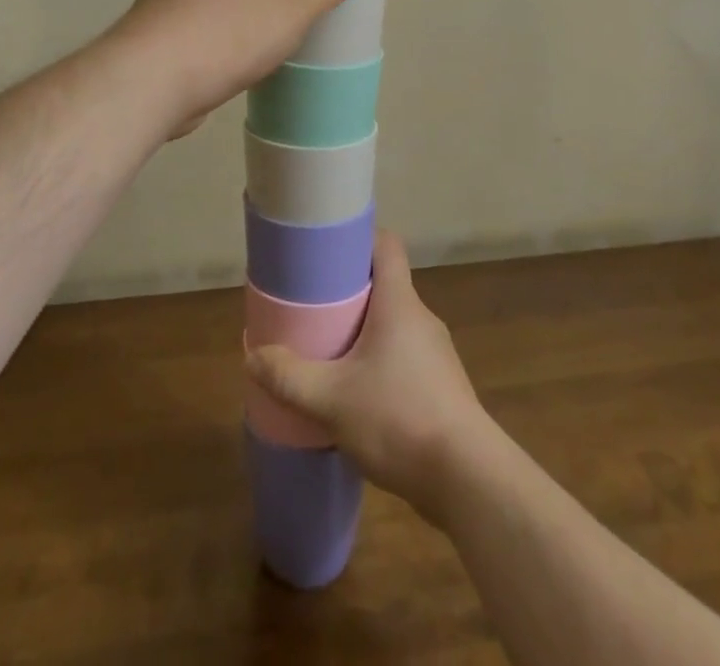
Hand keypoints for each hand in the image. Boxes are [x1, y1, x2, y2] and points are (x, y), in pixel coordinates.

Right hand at [246, 231, 494, 519]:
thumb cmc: (399, 418)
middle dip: (349, 291)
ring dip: (364, 331)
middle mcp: (421, 318)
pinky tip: (358, 394)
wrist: (468, 480)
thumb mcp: (331, 399)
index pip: (386, 245)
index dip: (358, 238)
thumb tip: (252, 355)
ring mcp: (436, 354)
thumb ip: (288, 377)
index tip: (327, 249)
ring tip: (329, 350)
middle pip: (385, 285)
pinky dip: (380, 363)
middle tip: (313, 305)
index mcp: (399, 302)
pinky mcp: (442, 387)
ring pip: (394, 325)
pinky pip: (404, 358)